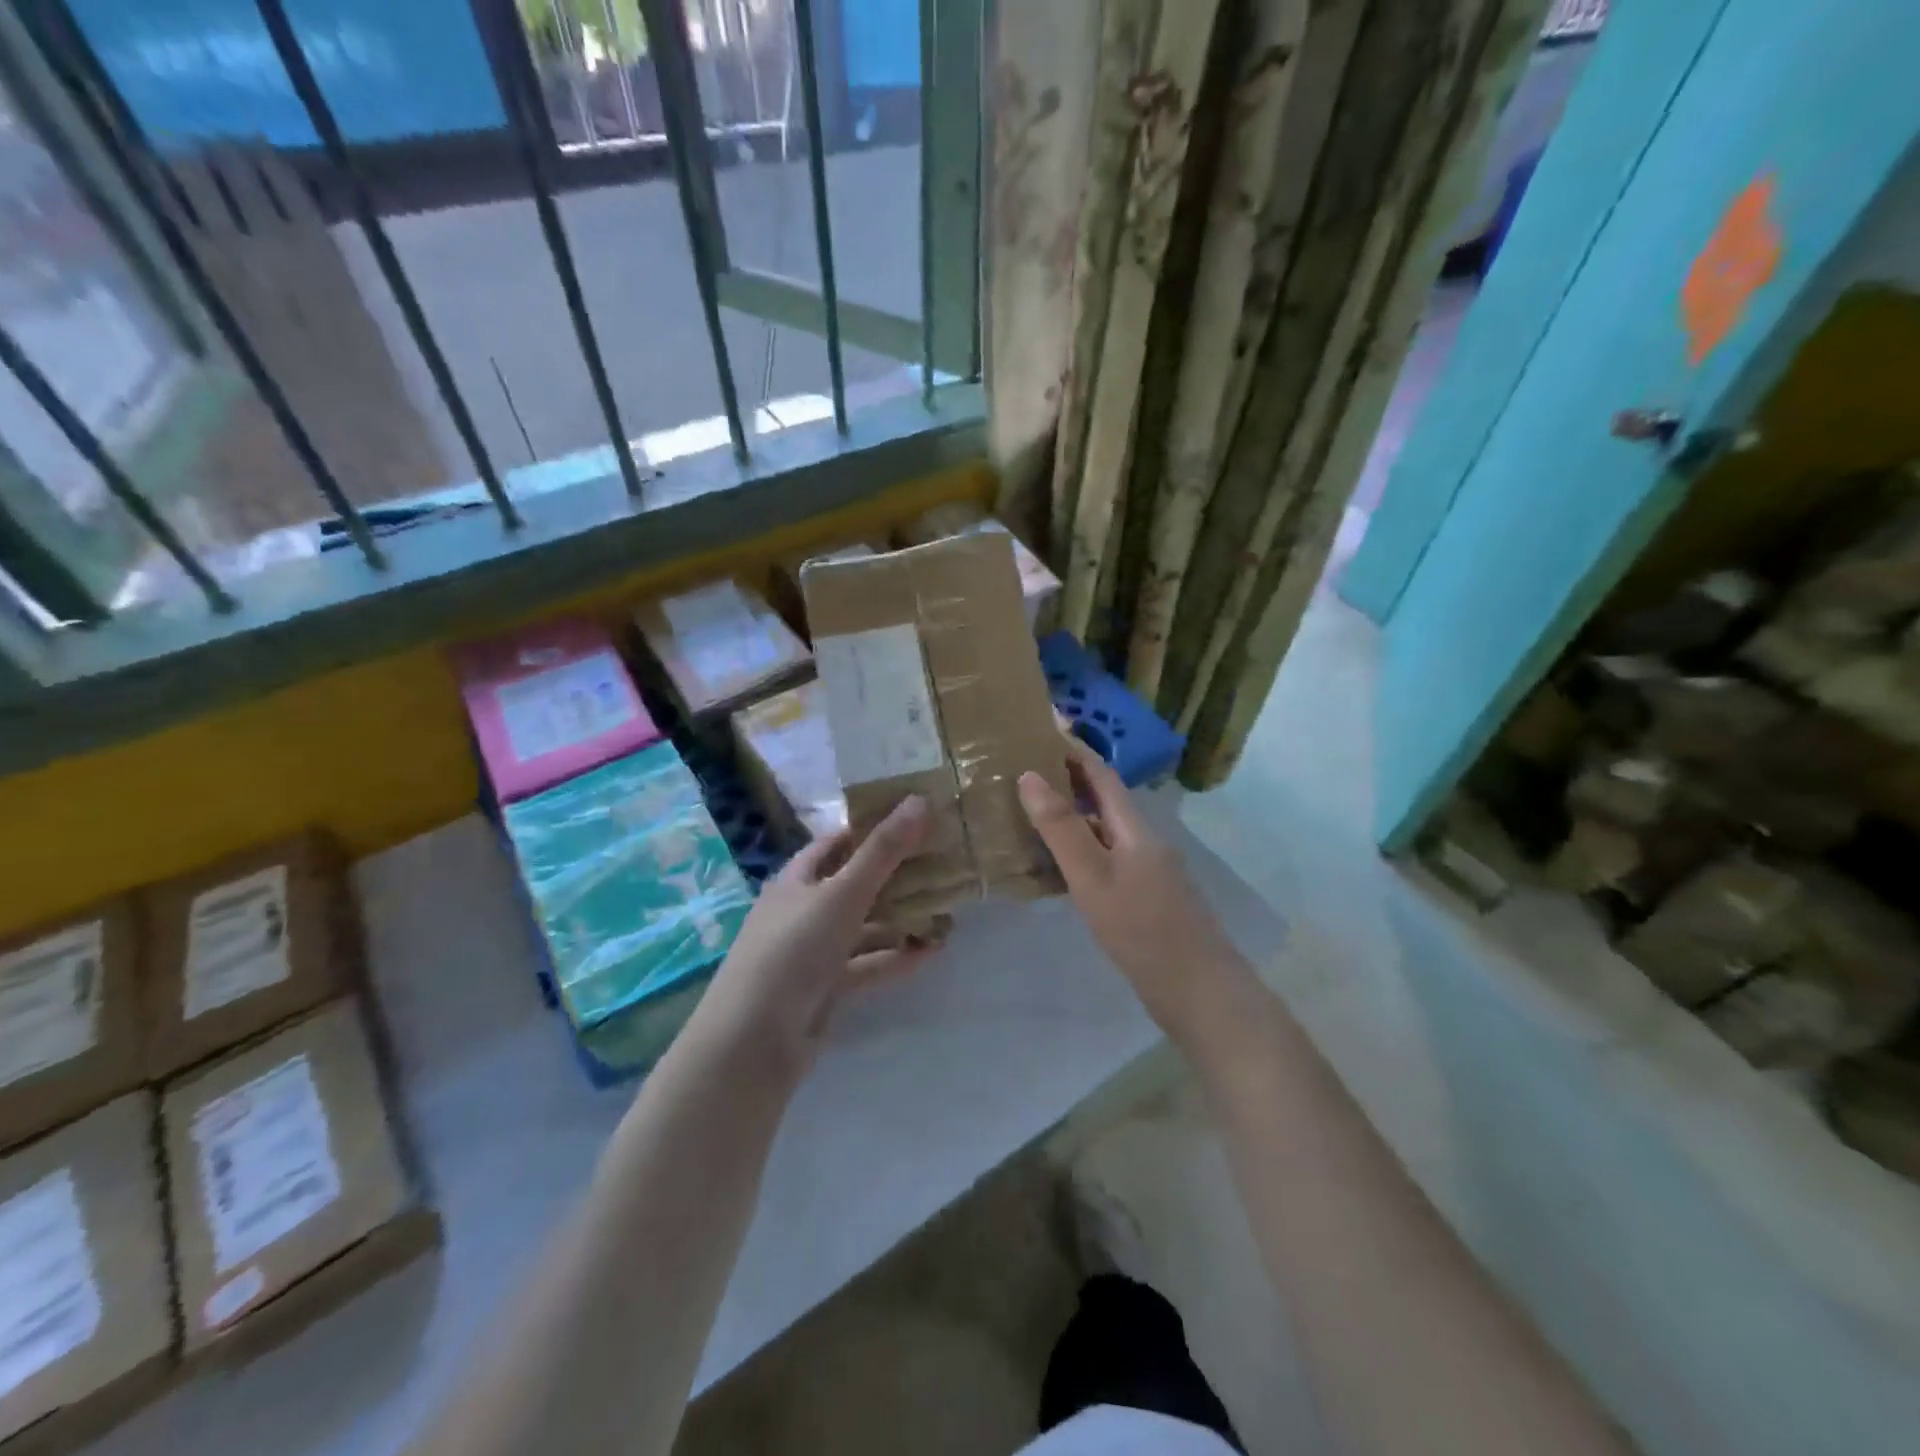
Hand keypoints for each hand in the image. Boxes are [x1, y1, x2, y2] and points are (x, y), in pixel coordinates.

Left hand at [692, 796, 936, 1075]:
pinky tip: (930, 952)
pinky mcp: (824, 989)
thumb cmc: (793, 951)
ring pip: (863, 927)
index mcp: (796, 880)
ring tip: (945, 913)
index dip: (871, 829)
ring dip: (899, 920)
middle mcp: (802, 910)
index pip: (836, 843)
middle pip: (854, 884)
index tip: (914, 821)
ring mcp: (812, 952)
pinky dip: (893, 957)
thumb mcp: (842, 894)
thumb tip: (919, 800)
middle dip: (895, 877)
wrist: (753, 1042)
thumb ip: (883, 851)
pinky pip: (865, 964)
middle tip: (941, 866)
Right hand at [1018, 738, 1247, 1040]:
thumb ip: (1061, 828)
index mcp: (1134, 827)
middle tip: (1024, 766)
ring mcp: (1147, 870)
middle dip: (1067, 777)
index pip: (1100, 772)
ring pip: (1102, 830)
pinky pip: (1105, 858)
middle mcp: (1143, 840)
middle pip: (1103, 798)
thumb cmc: (1142, 930)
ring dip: (1071, 814)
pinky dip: (1078, 849)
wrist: (1199, 992)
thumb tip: (1029, 775)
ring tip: (1029, 810)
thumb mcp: (1093, 877)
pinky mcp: (1145, 897)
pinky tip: (1056, 865)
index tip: (1043, 723)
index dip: (1072, 747)